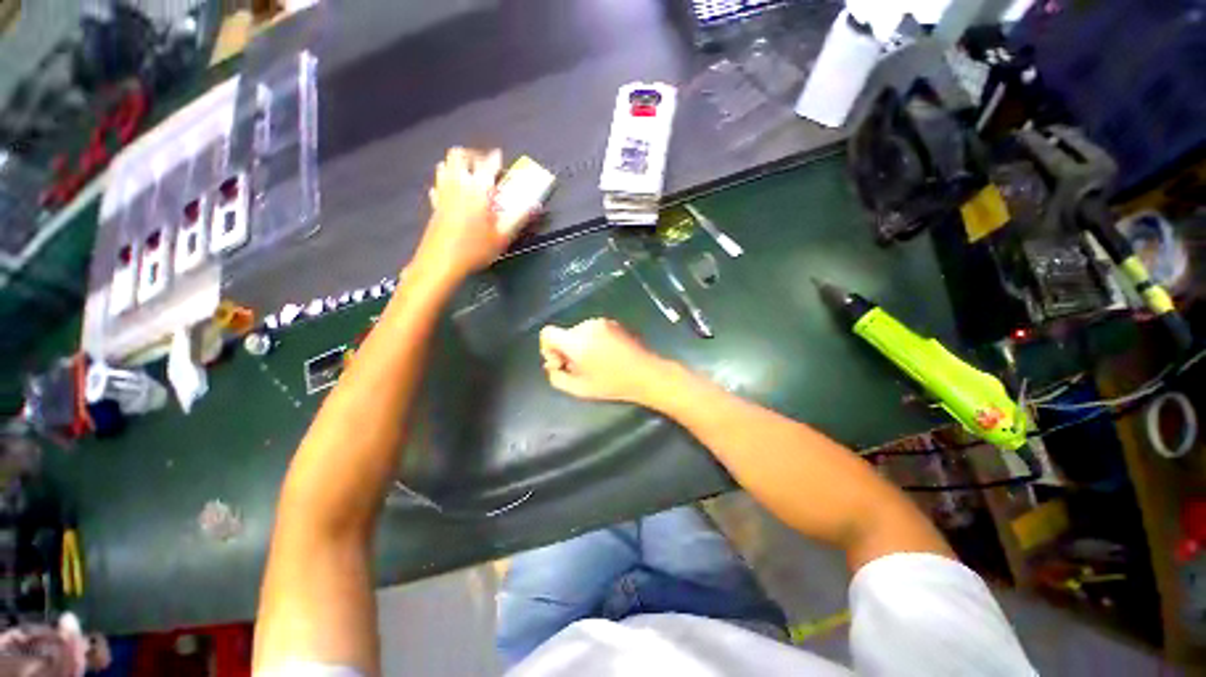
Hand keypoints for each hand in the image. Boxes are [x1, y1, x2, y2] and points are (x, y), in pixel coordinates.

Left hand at [410, 147, 533, 285]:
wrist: (442, 261)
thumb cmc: (476, 249)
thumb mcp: (503, 236)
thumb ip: (519, 217)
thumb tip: (535, 205)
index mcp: (478, 190)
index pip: (487, 164)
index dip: (495, 158)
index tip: (500, 157)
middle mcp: (458, 186)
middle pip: (459, 155)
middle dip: (472, 154)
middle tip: (483, 164)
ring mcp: (443, 194)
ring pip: (444, 165)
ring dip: (457, 166)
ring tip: (469, 176)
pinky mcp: (434, 205)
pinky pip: (437, 185)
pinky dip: (445, 183)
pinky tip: (453, 193)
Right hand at [539, 318, 671, 404]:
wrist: (645, 374)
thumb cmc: (612, 384)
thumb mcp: (580, 389)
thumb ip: (558, 378)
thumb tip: (552, 367)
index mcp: (576, 341)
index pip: (548, 333)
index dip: (547, 348)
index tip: (559, 362)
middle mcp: (587, 326)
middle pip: (564, 334)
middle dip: (566, 350)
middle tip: (578, 369)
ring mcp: (602, 322)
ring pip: (579, 333)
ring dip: (580, 346)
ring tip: (594, 364)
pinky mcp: (613, 323)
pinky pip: (593, 331)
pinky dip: (592, 341)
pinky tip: (605, 356)